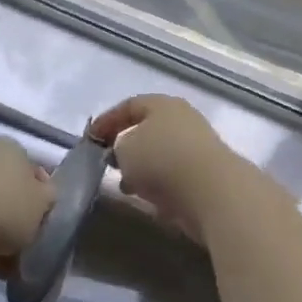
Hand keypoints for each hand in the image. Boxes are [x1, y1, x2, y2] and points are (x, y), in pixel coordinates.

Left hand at [0, 138, 54, 271]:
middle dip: (16, 217)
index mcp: (10, 146)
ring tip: (7, 265)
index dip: (40, 197)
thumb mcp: (41, 203)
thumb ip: (48, 198)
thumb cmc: (2, 205)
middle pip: (7, 189)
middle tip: (25, 245)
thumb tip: (44, 197)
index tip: (42, 222)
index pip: (31, 169)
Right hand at [89, 95, 238, 242]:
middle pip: (147, 128)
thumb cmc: (162, 159)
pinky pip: (173, 173)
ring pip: (160, 152)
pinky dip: (157, 182)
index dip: (107, 120)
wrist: (211, 190)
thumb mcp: (125, 148)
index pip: (129, 105)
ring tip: (125, 185)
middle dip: (125, 144)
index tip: (90, 139)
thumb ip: (117, 146)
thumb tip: (123, 152)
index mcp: (162, 104)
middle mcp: (181, 118)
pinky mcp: (205, 173)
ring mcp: (196, 145)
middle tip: (108, 161)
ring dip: (141, 167)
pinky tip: (147, 197)